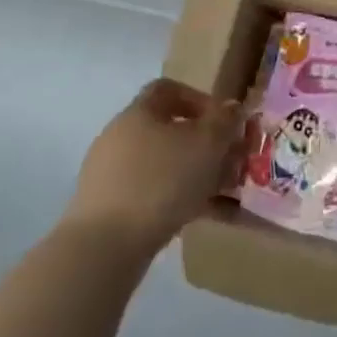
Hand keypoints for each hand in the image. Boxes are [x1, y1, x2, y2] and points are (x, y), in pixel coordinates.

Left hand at [63, 80, 242, 249]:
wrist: (104, 247)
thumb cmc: (161, 181)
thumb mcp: (207, 144)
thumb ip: (225, 121)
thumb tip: (231, 107)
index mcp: (139, 113)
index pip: (169, 89)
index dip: (200, 100)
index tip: (223, 121)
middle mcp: (120, 137)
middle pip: (169, 131)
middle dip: (205, 145)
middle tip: (231, 162)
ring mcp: (110, 176)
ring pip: (164, 166)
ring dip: (197, 176)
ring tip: (226, 195)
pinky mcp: (108, 210)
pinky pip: (153, 196)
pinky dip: (179, 202)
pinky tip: (204, 218)